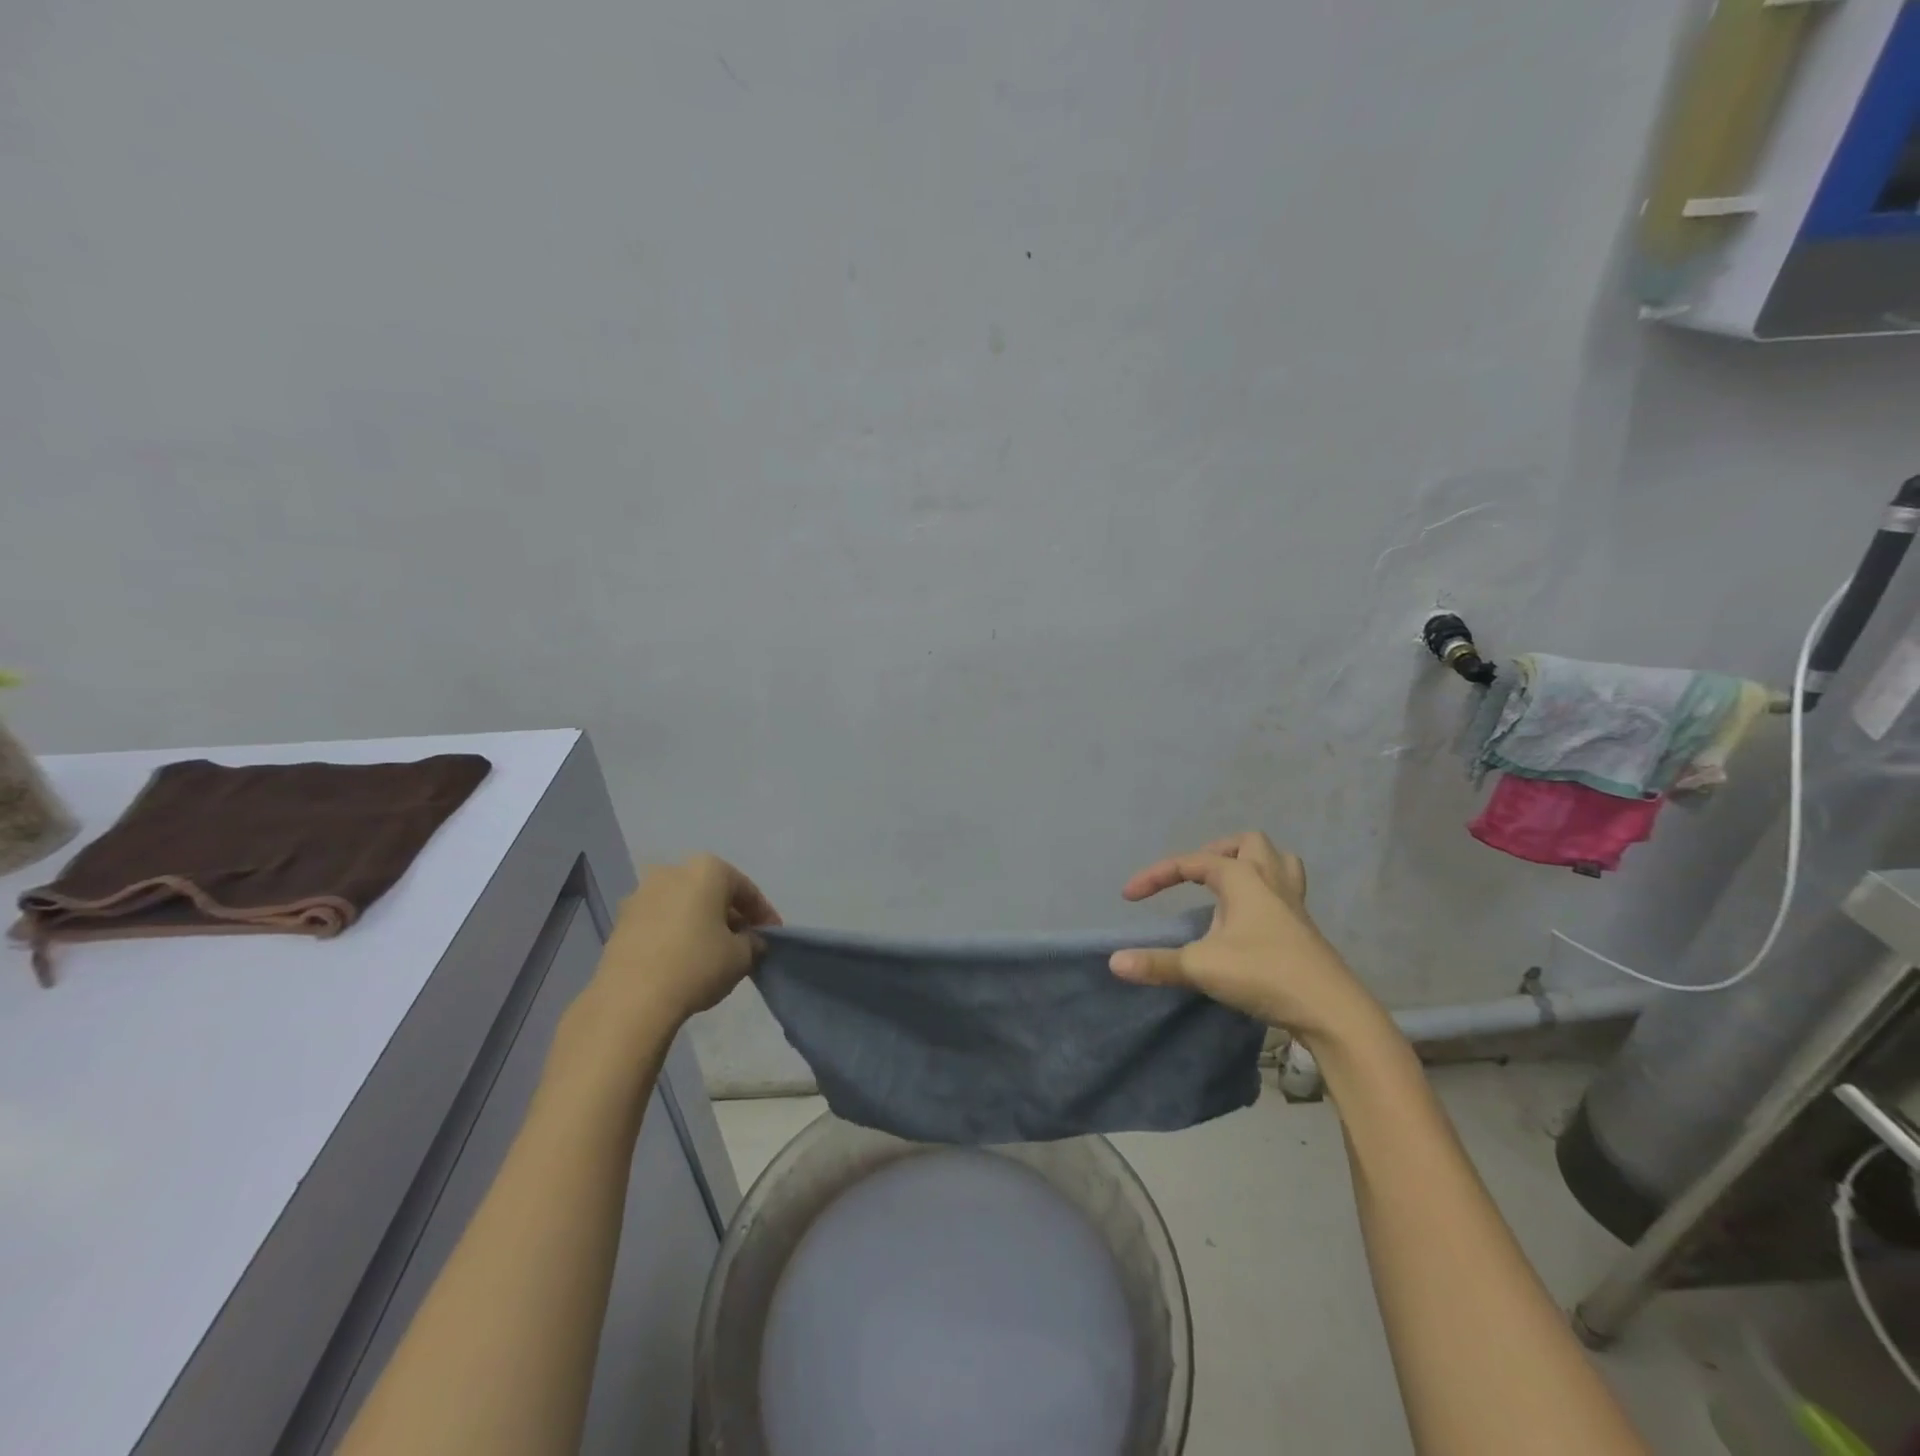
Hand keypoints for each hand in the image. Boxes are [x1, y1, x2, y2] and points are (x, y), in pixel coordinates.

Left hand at [593, 855, 780, 1025]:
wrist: (631, 999)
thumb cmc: (697, 965)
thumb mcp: (742, 956)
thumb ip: (753, 942)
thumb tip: (750, 941)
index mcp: (707, 870)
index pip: (746, 889)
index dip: (764, 914)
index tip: (772, 936)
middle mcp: (672, 871)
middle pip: (712, 893)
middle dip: (730, 915)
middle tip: (744, 943)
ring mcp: (641, 894)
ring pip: (684, 906)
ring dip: (701, 924)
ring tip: (713, 953)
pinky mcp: (621, 921)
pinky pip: (660, 922)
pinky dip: (676, 934)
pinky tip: (683, 959)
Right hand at [1109, 832, 1379, 1041]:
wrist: (1332, 1011)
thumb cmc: (1264, 974)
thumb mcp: (1201, 967)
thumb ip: (1156, 963)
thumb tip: (1114, 962)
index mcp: (1243, 878)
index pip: (1191, 863)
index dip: (1156, 876)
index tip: (1129, 897)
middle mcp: (1271, 880)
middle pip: (1248, 844)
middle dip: (1216, 852)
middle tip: (1195, 877)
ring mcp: (1294, 904)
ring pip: (1277, 862)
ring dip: (1251, 865)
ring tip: (1228, 886)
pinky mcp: (1305, 929)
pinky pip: (1285, 891)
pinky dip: (1264, 893)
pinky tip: (1249, 922)